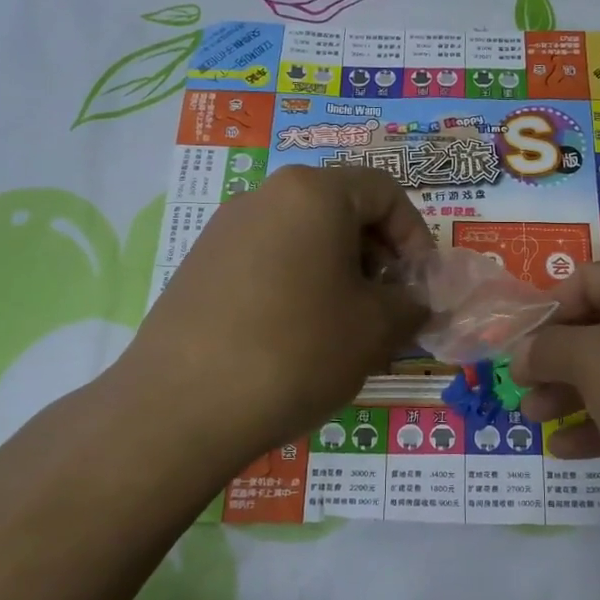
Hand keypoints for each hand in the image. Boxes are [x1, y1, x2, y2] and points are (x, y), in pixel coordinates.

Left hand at [110, 166, 430, 487]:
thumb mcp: (375, 329)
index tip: (419, 285)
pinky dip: (297, 285)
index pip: (384, 191)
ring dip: (338, 273)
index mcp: (313, 193)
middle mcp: (264, 196)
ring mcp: (225, 230)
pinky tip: (296, 338)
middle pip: (341, 209)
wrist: (180, 408)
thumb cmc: (297, 351)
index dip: (415, 236)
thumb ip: (411, 304)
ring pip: (303, 237)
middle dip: (376, 256)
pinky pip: (267, 261)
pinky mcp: (199, 266)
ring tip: (344, 329)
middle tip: (387, 308)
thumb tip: (416, 302)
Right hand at [510, 260, 599, 560]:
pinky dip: (597, 426)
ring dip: (569, 394)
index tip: (512, 343)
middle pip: (597, 328)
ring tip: (533, 418)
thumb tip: (522, 351)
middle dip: (554, 357)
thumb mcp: (597, 360)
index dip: (546, 309)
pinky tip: (565, 450)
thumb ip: (550, 349)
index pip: (587, 280)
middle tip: (519, 387)